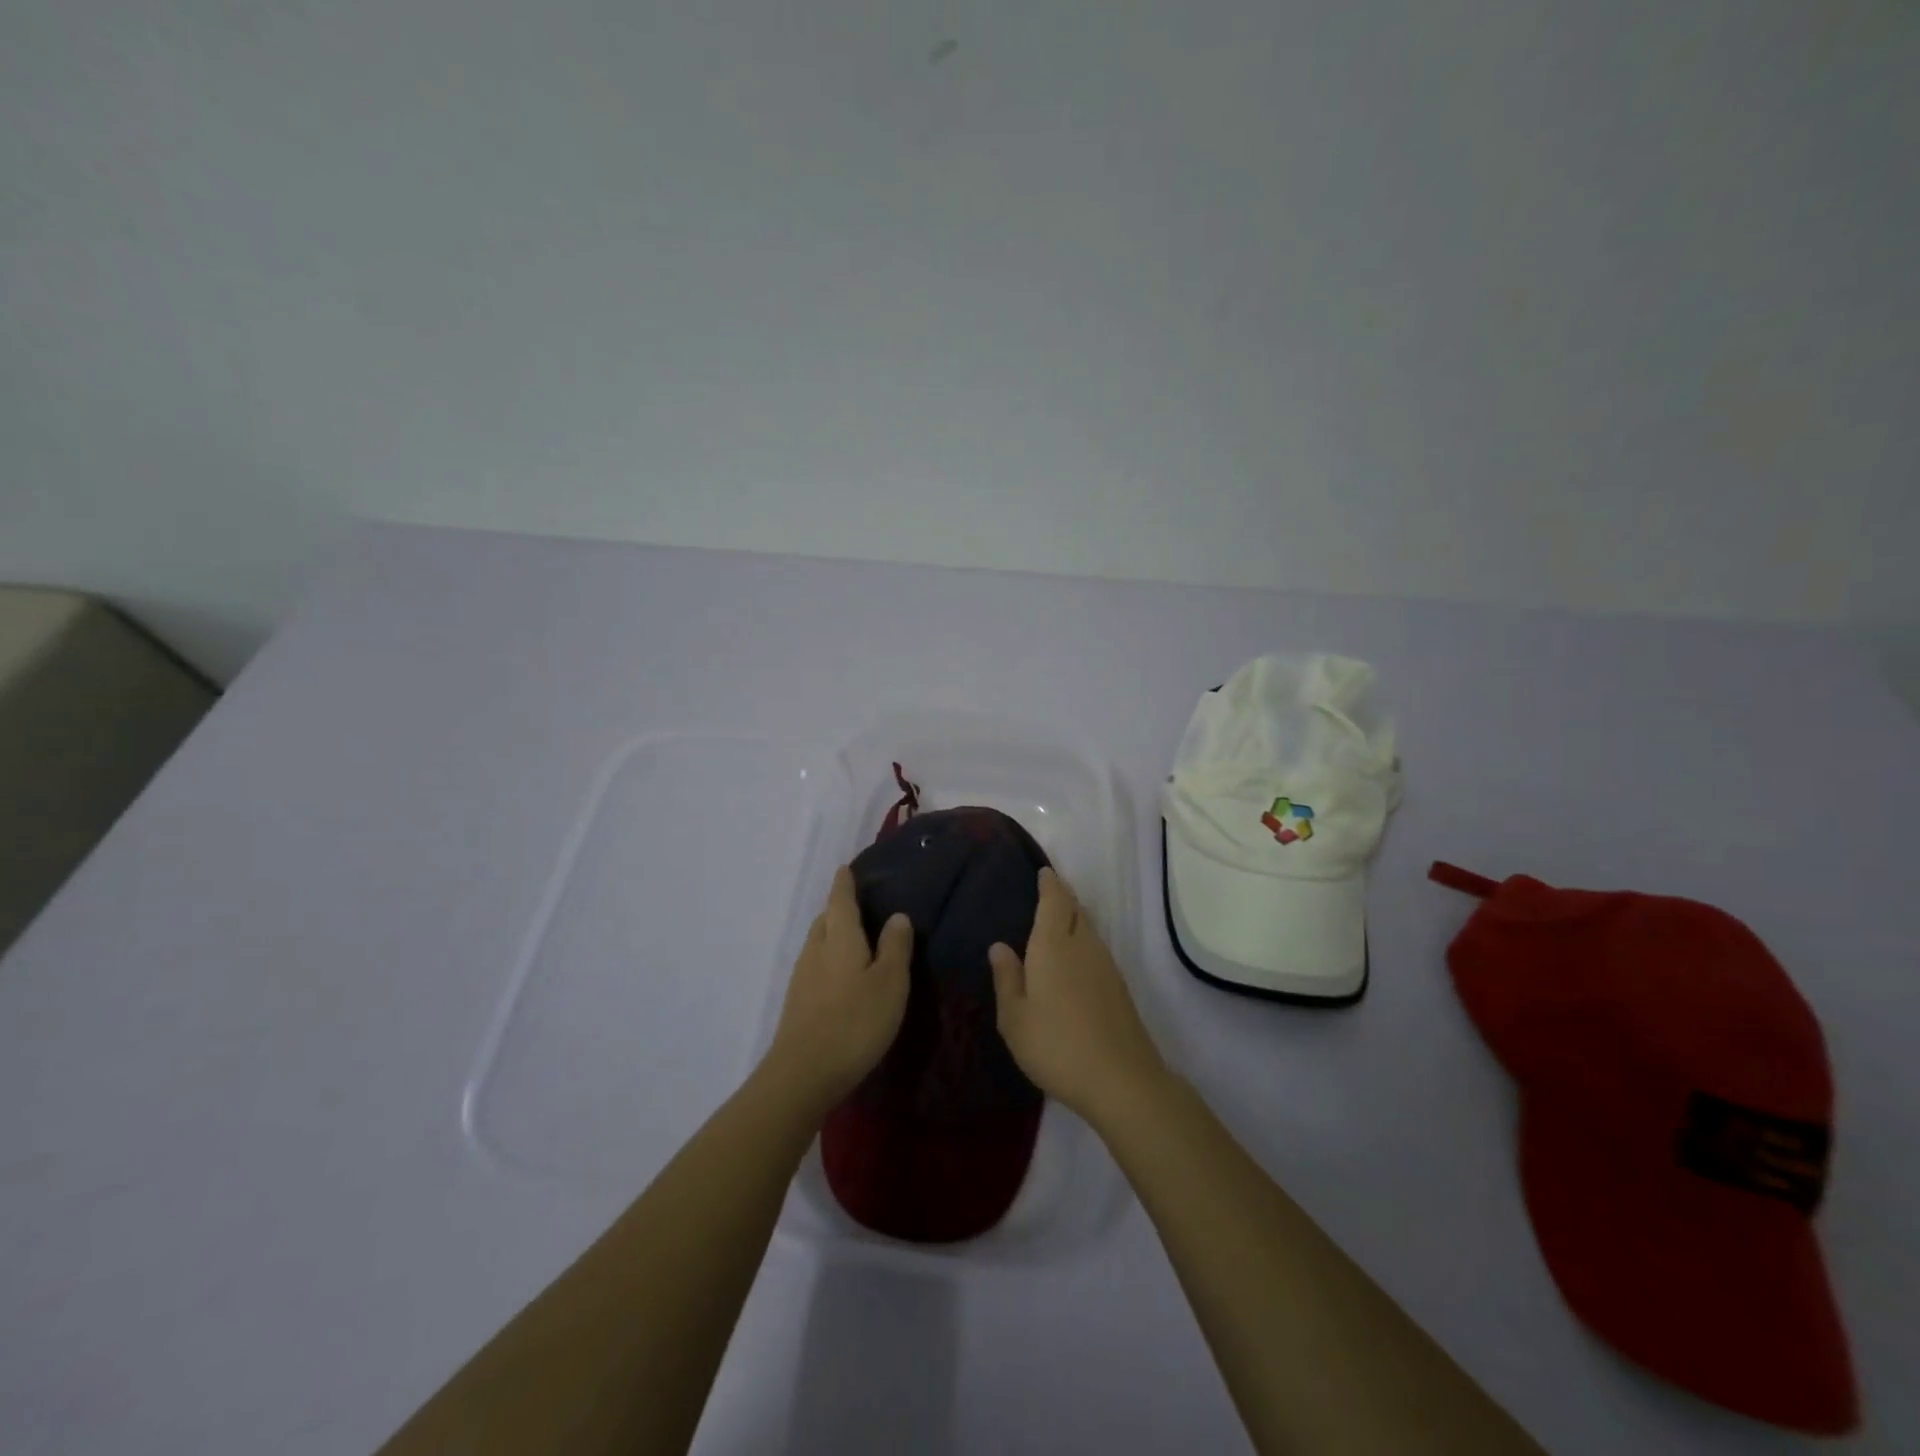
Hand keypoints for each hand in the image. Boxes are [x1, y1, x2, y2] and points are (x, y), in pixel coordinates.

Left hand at [765, 866, 911, 1113]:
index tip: (846, 868)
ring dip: (833, 934)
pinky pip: (815, 965)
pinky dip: (829, 959)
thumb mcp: (890, 983)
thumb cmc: (855, 1022)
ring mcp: (802, 977)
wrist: (803, 1074)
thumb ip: (895, 947)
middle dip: (839, 908)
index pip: (840, 899)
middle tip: (860, 904)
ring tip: (855, 938)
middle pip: (826, 919)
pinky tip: (842, 975)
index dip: (844, 882)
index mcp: (839, 937)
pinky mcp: (797, 1002)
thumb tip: (897, 915)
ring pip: (818, 943)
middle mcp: (816, 949)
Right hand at [990, 867, 1167, 1125]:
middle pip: (1075, 909)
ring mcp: (1106, 965)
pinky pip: (1097, 947)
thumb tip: (999, 945)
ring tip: (1060, 917)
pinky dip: (1084, 939)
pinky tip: (1076, 956)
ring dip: (1075, 916)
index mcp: (1053, 946)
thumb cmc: (1056, 1045)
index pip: (1054, 901)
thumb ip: (1007, 978)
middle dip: (1063, 895)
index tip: (1044, 872)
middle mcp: (1083, 946)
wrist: (1121, 1080)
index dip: (1050, 884)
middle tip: (1049, 889)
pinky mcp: (1119, 986)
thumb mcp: (1015, 1018)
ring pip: (1089, 928)